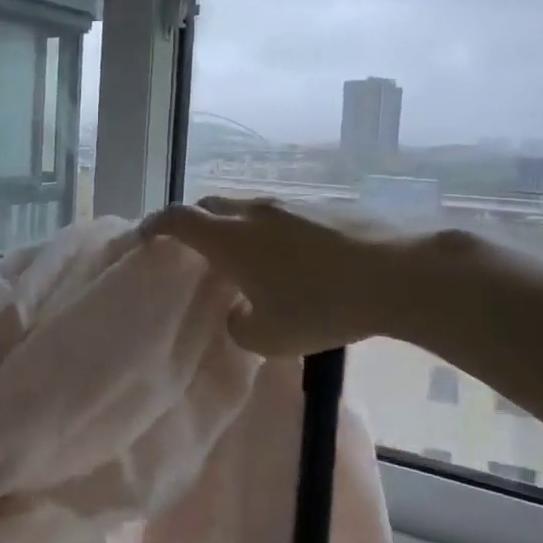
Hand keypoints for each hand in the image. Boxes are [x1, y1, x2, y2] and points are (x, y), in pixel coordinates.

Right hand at [142, 196, 422, 356]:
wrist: (397, 273)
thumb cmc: (322, 306)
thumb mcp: (269, 337)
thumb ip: (240, 326)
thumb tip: (240, 312)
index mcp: (230, 239)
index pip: (178, 219)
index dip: (155, 225)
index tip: (145, 236)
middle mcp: (254, 212)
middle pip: (209, 205)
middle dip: (193, 222)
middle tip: (193, 248)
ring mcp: (291, 204)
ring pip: (246, 208)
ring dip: (234, 226)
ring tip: (245, 258)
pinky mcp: (323, 207)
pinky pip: (280, 214)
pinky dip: (268, 231)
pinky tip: (290, 259)